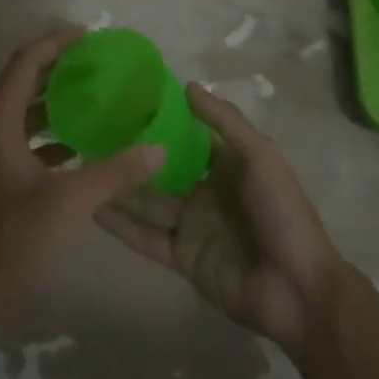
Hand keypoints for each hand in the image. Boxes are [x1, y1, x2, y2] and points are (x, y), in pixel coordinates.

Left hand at [0, 29, 165, 317]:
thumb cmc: (11, 239)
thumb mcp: (69, 203)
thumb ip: (115, 172)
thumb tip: (157, 148)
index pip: (25, 63)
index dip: (56, 43)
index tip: (88, 36)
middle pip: (21, 83)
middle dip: (56, 70)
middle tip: (95, 64)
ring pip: (20, 113)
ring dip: (52, 103)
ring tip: (91, 99)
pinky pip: (18, 139)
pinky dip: (45, 135)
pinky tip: (75, 147)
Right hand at [96, 83, 346, 354]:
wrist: (298, 292)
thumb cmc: (282, 214)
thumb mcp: (260, 157)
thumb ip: (225, 122)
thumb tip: (187, 86)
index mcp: (228, 166)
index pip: (188, 137)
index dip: (161, 120)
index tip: (126, 100)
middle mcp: (206, 192)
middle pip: (161, 169)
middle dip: (132, 154)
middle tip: (90, 132)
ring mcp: (191, 226)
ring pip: (148, 201)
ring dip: (118, 187)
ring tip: (80, 166)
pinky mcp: (181, 257)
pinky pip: (145, 237)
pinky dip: (120, 224)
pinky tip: (91, 207)